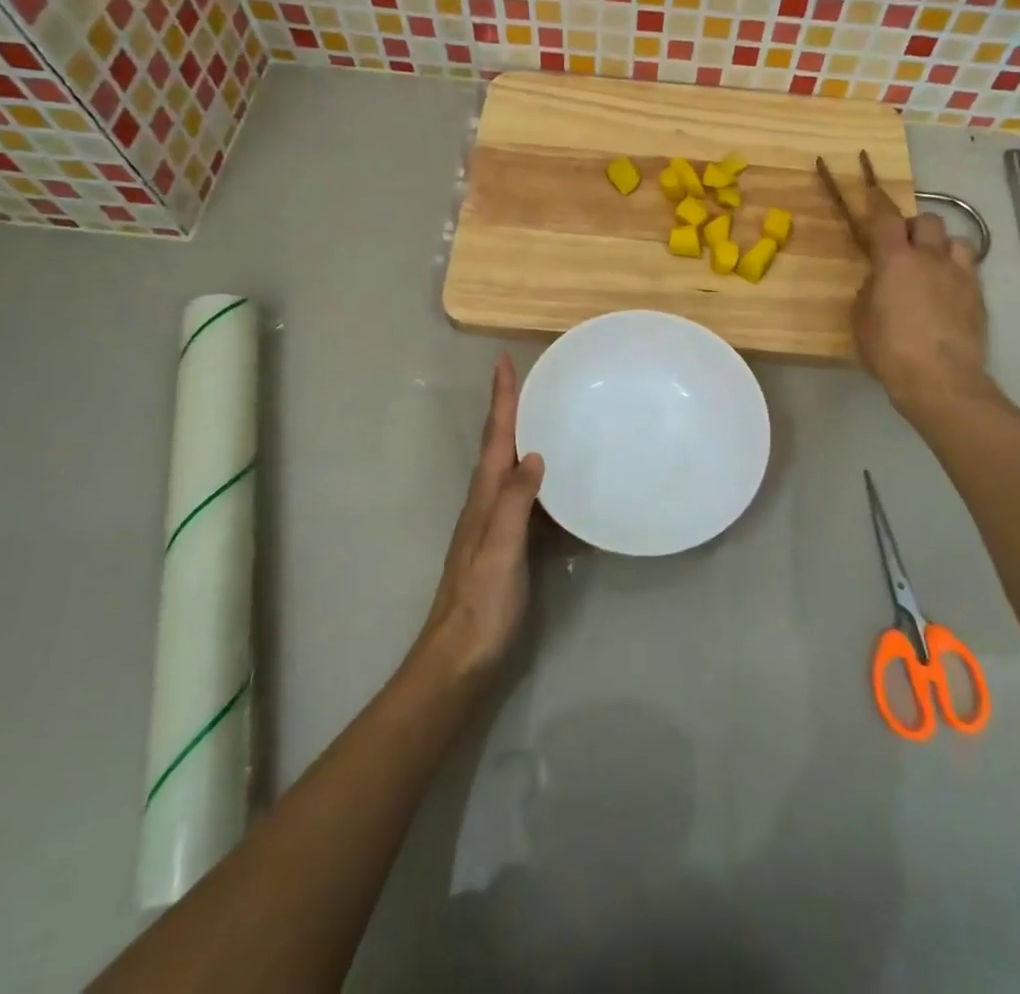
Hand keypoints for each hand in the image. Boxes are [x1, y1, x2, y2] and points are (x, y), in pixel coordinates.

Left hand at [413, 353, 544, 681]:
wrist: (460, 659)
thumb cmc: (481, 604)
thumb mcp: (499, 549)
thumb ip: (514, 502)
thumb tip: (535, 453)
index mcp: (484, 497)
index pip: (496, 437)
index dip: (501, 399)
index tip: (505, 361)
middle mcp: (487, 503)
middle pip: (501, 445)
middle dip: (512, 409)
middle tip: (532, 380)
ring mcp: (496, 525)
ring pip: (513, 469)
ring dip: (525, 439)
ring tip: (549, 418)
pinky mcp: (508, 546)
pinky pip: (527, 498)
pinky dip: (541, 479)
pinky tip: (560, 483)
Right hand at [852, 185, 992, 415]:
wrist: (940, 380)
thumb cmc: (890, 351)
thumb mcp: (861, 321)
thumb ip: (868, 293)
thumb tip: (878, 282)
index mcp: (895, 261)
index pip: (886, 218)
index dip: (879, 203)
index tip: (873, 193)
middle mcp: (930, 258)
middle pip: (927, 221)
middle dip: (914, 227)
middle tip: (903, 245)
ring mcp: (960, 275)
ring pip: (956, 240)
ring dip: (941, 246)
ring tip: (932, 264)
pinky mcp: (978, 296)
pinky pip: (969, 268)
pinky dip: (956, 270)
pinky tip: (948, 290)